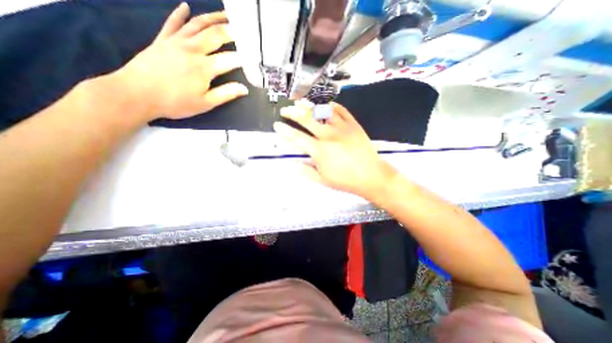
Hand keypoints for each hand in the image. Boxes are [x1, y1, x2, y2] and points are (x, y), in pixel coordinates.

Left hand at [112, 2, 247, 119]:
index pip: (229, 59)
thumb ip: (225, 94)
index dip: (242, 59)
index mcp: (204, 67)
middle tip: (242, 29)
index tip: (252, 59)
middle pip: (214, 35)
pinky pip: (173, 23)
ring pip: (197, 24)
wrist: (136, 94)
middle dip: (231, 31)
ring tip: (225, 15)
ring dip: (212, 18)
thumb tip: (244, 89)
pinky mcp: (162, 40)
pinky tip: (186, 6)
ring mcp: (176, 42)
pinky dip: (180, 14)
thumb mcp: (205, 103)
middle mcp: (192, 49)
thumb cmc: (175, 102)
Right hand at [274, 102, 396, 198]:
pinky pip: (341, 110)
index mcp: (320, 151)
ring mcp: (342, 127)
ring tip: (300, 102)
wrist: (371, 175)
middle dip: (292, 113)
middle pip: (307, 119)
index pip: (297, 137)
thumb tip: (293, 164)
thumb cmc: (346, 180)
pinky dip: (331, 106)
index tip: (277, 125)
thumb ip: (306, 171)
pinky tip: (325, 105)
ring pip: (322, 111)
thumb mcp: (323, 180)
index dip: (285, 130)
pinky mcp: (353, 124)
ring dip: (309, 106)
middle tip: (285, 110)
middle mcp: (329, 135)